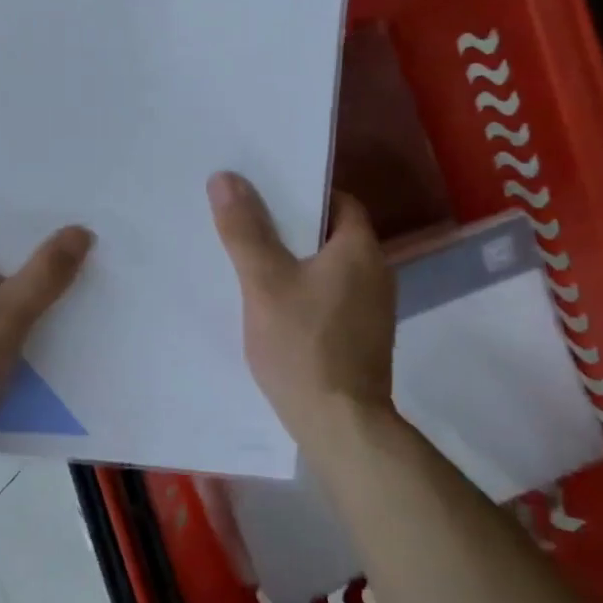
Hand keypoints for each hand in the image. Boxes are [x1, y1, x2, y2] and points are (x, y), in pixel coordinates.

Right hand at [208, 171, 396, 447]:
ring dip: (297, 261)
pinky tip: (274, 304)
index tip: (264, 193)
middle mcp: (376, 273)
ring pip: (329, 268)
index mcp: (360, 250)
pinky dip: (305, 290)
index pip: (338, 201)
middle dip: (292, 227)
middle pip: (332, 233)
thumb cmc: (303, 345)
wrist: (340, 425)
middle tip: (248, 221)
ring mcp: (373, 309)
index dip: (302, 193)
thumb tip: (225, 177)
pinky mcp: (362, 338)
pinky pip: (330, 297)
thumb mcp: (265, 283)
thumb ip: (245, 230)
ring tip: (253, 259)